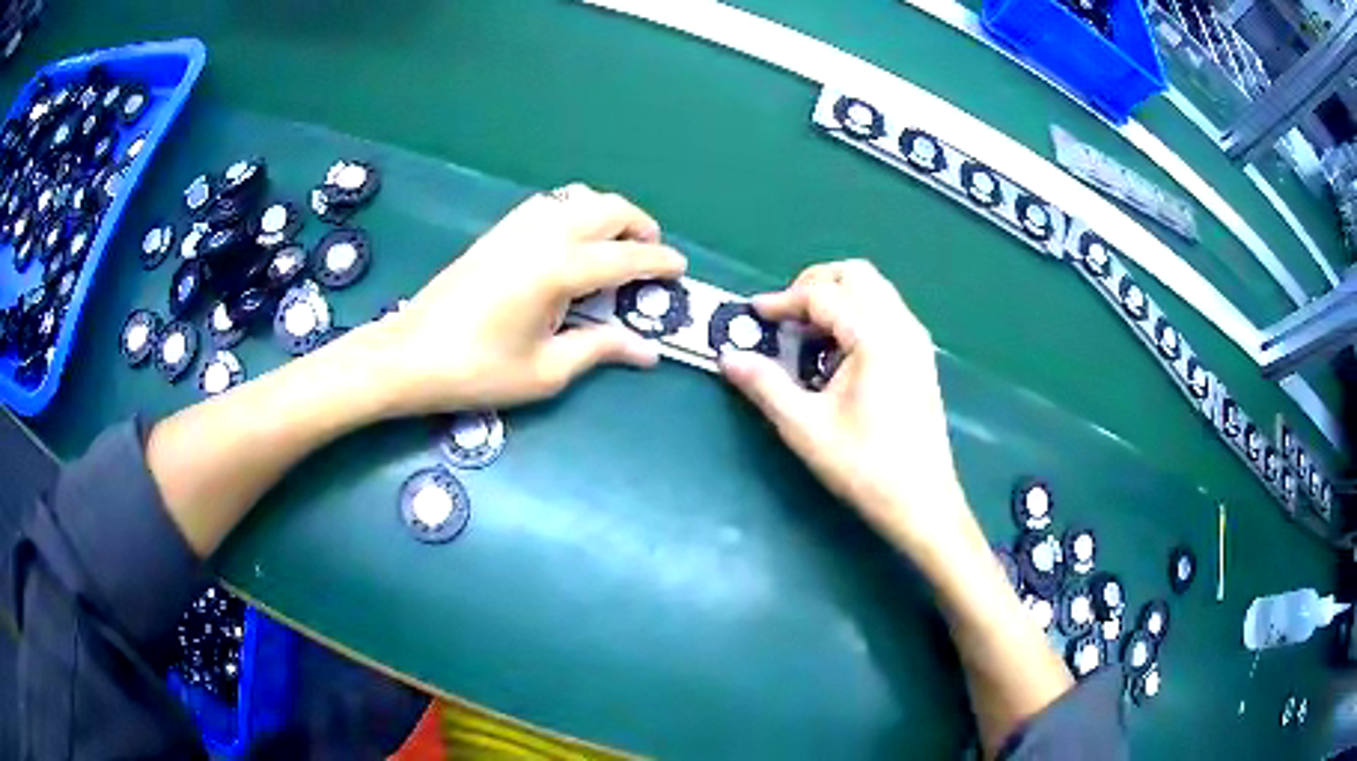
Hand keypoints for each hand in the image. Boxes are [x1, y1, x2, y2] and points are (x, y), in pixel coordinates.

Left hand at [370, 183, 685, 415]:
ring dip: (608, 213)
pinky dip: (576, 211)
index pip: (626, 256)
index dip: (659, 262)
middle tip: (651, 256)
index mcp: (560, 269)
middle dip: (640, 226)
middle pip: (609, 208)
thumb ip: (601, 349)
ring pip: (579, 197)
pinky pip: (550, 204)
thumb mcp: (546, 371)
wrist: (409, 354)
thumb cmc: (478, 370)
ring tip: (615, 245)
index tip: (681, 271)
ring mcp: (517, 226)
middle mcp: (544, 235)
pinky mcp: (498, 231)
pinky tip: (572, 241)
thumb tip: (648, 351)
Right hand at [719, 260, 970, 552]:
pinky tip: (837, 353)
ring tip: (808, 335)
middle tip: (785, 317)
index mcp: (875, 338)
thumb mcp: (805, 428)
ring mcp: (916, 341)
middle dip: (814, 284)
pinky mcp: (921, 357)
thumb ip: (765, 385)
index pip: (823, 294)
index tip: (753, 315)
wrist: (922, 502)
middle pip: (856, 274)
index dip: (783, 300)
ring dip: (837, 298)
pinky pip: (886, 311)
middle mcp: (901, 327)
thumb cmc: (865, 467)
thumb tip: (728, 357)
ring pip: (874, 289)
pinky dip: (856, 314)